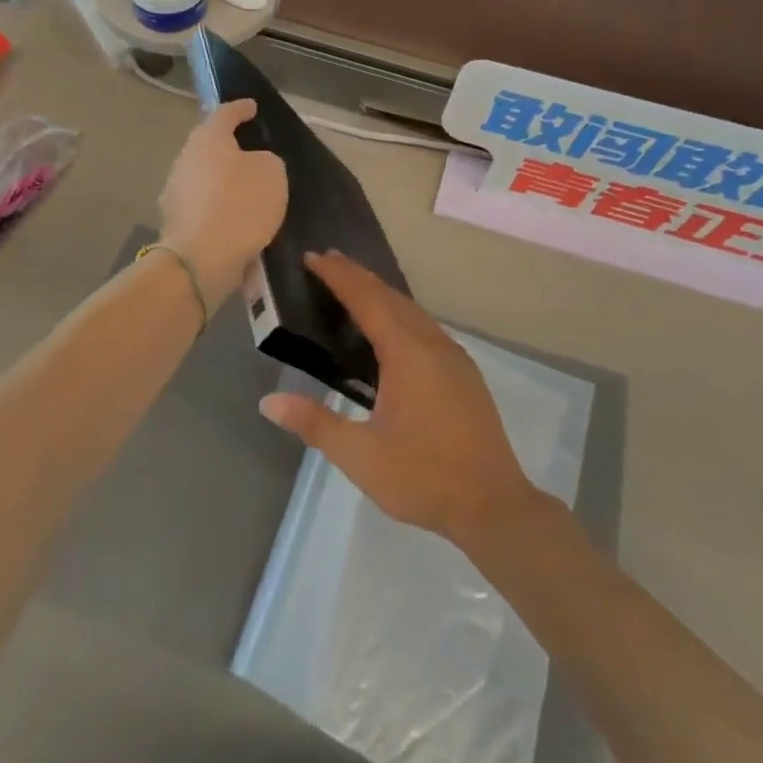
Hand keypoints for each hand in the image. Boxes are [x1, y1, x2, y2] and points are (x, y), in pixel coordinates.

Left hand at [158, 100, 287, 310]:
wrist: (201, 259)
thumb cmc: (240, 206)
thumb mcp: (272, 174)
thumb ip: (265, 161)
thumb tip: (252, 165)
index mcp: (208, 139)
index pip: (225, 114)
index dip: (240, 109)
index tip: (251, 107)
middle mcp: (185, 159)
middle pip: (209, 145)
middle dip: (228, 146)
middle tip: (250, 151)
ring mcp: (175, 190)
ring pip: (203, 176)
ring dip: (222, 180)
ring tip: (246, 190)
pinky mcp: (175, 220)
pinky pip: (202, 204)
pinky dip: (218, 207)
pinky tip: (234, 218)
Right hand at [258, 252, 538, 548]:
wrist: (494, 505)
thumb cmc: (423, 477)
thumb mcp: (361, 455)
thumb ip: (315, 423)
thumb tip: (269, 401)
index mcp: (407, 353)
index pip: (367, 299)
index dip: (338, 276)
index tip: (312, 257)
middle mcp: (433, 343)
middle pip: (391, 296)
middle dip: (358, 275)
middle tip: (327, 261)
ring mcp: (454, 356)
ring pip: (412, 310)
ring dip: (381, 293)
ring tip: (353, 287)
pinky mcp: (464, 372)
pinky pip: (425, 326)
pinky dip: (399, 313)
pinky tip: (390, 329)